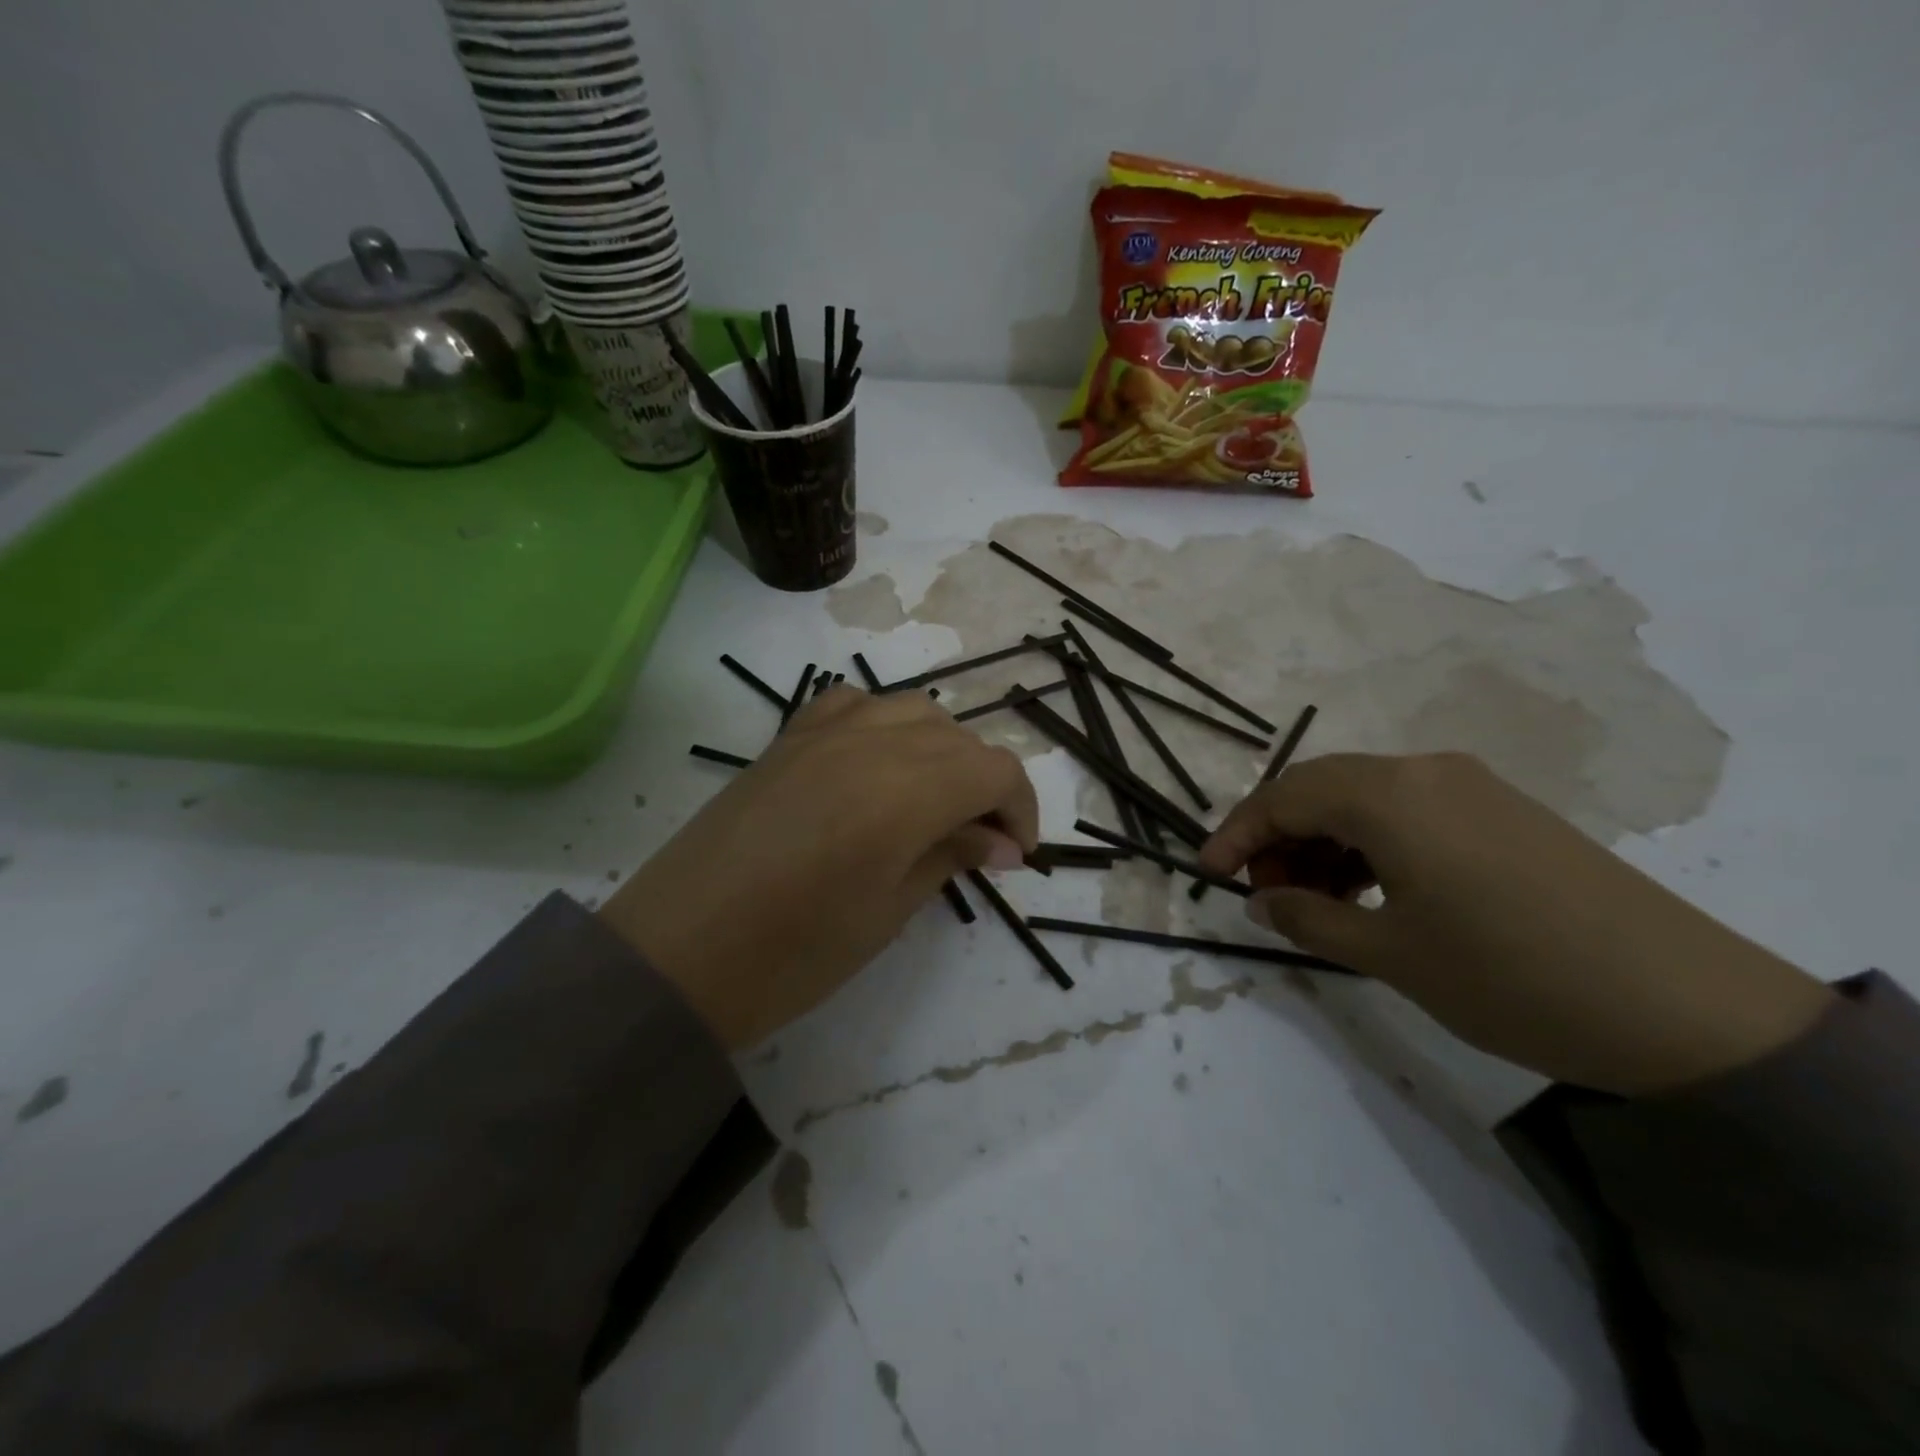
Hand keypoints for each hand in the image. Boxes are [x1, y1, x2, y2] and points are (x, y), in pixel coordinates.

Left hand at [603, 687, 1038, 1048]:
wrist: (674, 956)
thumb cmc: (790, 956)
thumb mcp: (887, 913)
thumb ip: (950, 857)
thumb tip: (1001, 842)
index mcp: (903, 791)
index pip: (995, 770)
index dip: (1020, 809)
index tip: (1014, 856)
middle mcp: (869, 742)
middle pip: (959, 739)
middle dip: (985, 785)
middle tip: (979, 843)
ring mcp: (822, 731)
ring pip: (913, 711)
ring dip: (942, 751)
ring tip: (934, 802)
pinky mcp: (787, 737)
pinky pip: (855, 704)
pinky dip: (885, 725)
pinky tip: (879, 763)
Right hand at [1200, 752, 1832, 1095]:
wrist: (1687, 1007)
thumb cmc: (1510, 976)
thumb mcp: (1390, 955)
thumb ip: (1309, 920)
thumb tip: (1261, 902)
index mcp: (1389, 795)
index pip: (1283, 797)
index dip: (1236, 834)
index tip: (1207, 874)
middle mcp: (1424, 771)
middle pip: (1320, 787)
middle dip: (1278, 837)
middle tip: (1266, 895)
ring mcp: (1470, 785)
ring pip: (1364, 797)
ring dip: (1325, 840)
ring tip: (1318, 900)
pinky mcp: (1504, 809)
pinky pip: (1409, 809)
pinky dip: (1371, 841)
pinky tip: (1374, 889)